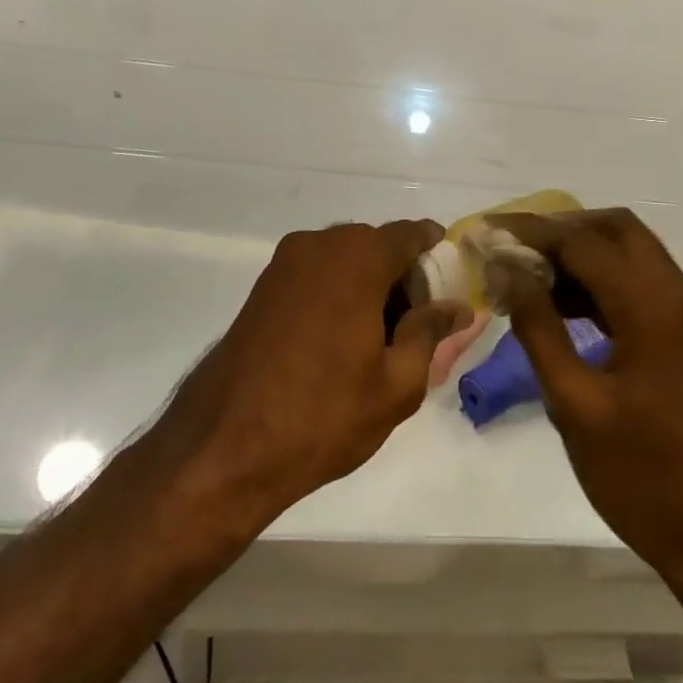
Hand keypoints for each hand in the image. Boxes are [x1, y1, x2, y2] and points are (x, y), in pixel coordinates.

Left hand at [155, 221, 470, 524]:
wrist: (223, 448)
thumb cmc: (323, 414)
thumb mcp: (397, 382)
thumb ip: (432, 332)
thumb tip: (459, 307)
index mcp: (358, 256)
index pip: (415, 234)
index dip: (438, 260)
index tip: (448, 297)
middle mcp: (320, 244)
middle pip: (379, 246)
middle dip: (404, 280)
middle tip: (416, 333)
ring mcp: (285, 263)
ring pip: (347, 262)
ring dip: (371, 289)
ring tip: (379, 347)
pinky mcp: (263, 286)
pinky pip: (318, 276)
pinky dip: (339, 295)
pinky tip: (340, 346)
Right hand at [490, 209, 682, 592]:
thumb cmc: (642, 477)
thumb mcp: (575, 404)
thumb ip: (538, 327)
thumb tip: (507, 270)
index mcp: (654, 308)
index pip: (584, 242)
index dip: (531, 232)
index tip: (487, 232)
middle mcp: (679, 294)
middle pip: (616, 229)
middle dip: (561, 229)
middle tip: (513, 248)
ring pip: (631, 252)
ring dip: (581, 252)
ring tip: (528, 275)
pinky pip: (640, 282)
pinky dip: (601, 279)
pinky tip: (562, 303)